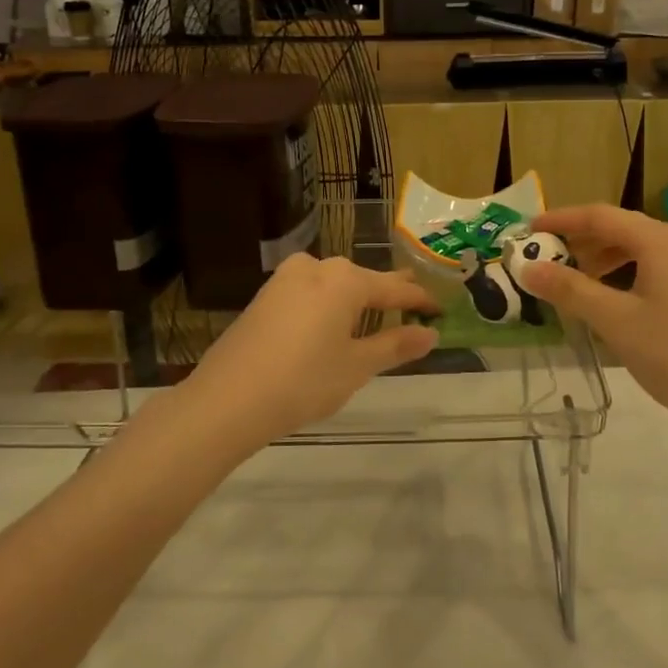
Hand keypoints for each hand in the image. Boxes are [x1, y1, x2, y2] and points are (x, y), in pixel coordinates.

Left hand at [178, 255, 439, 447]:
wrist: (226, 400)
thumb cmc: (302, 382)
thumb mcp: (356, 367)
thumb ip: (395, 346)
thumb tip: (430, 334)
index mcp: (345, 280)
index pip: (394, 290)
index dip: (420, 301)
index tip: (440, 309)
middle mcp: (317, 268)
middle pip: (363, 280)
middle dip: (389, 294)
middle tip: (414, 305)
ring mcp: (286, 279)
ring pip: (335, 284)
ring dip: (358, 298)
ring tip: (378, 314)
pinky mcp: (265, 296)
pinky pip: (311, 292)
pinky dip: (330, 304)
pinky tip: (334, 322)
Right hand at [521, 204, 667, 433]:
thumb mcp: (614, 320)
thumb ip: (569, 289)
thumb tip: (528, 268)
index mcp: (659, 241)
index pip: (600, 216)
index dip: (561, 219)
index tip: (528, 230)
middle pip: (621, 229)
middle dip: (580, 240)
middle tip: (546, 258)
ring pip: (639, 250)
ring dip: (602, 259)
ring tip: (574, 281)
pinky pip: (656, 268)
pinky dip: (625, 274)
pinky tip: (612, 300)